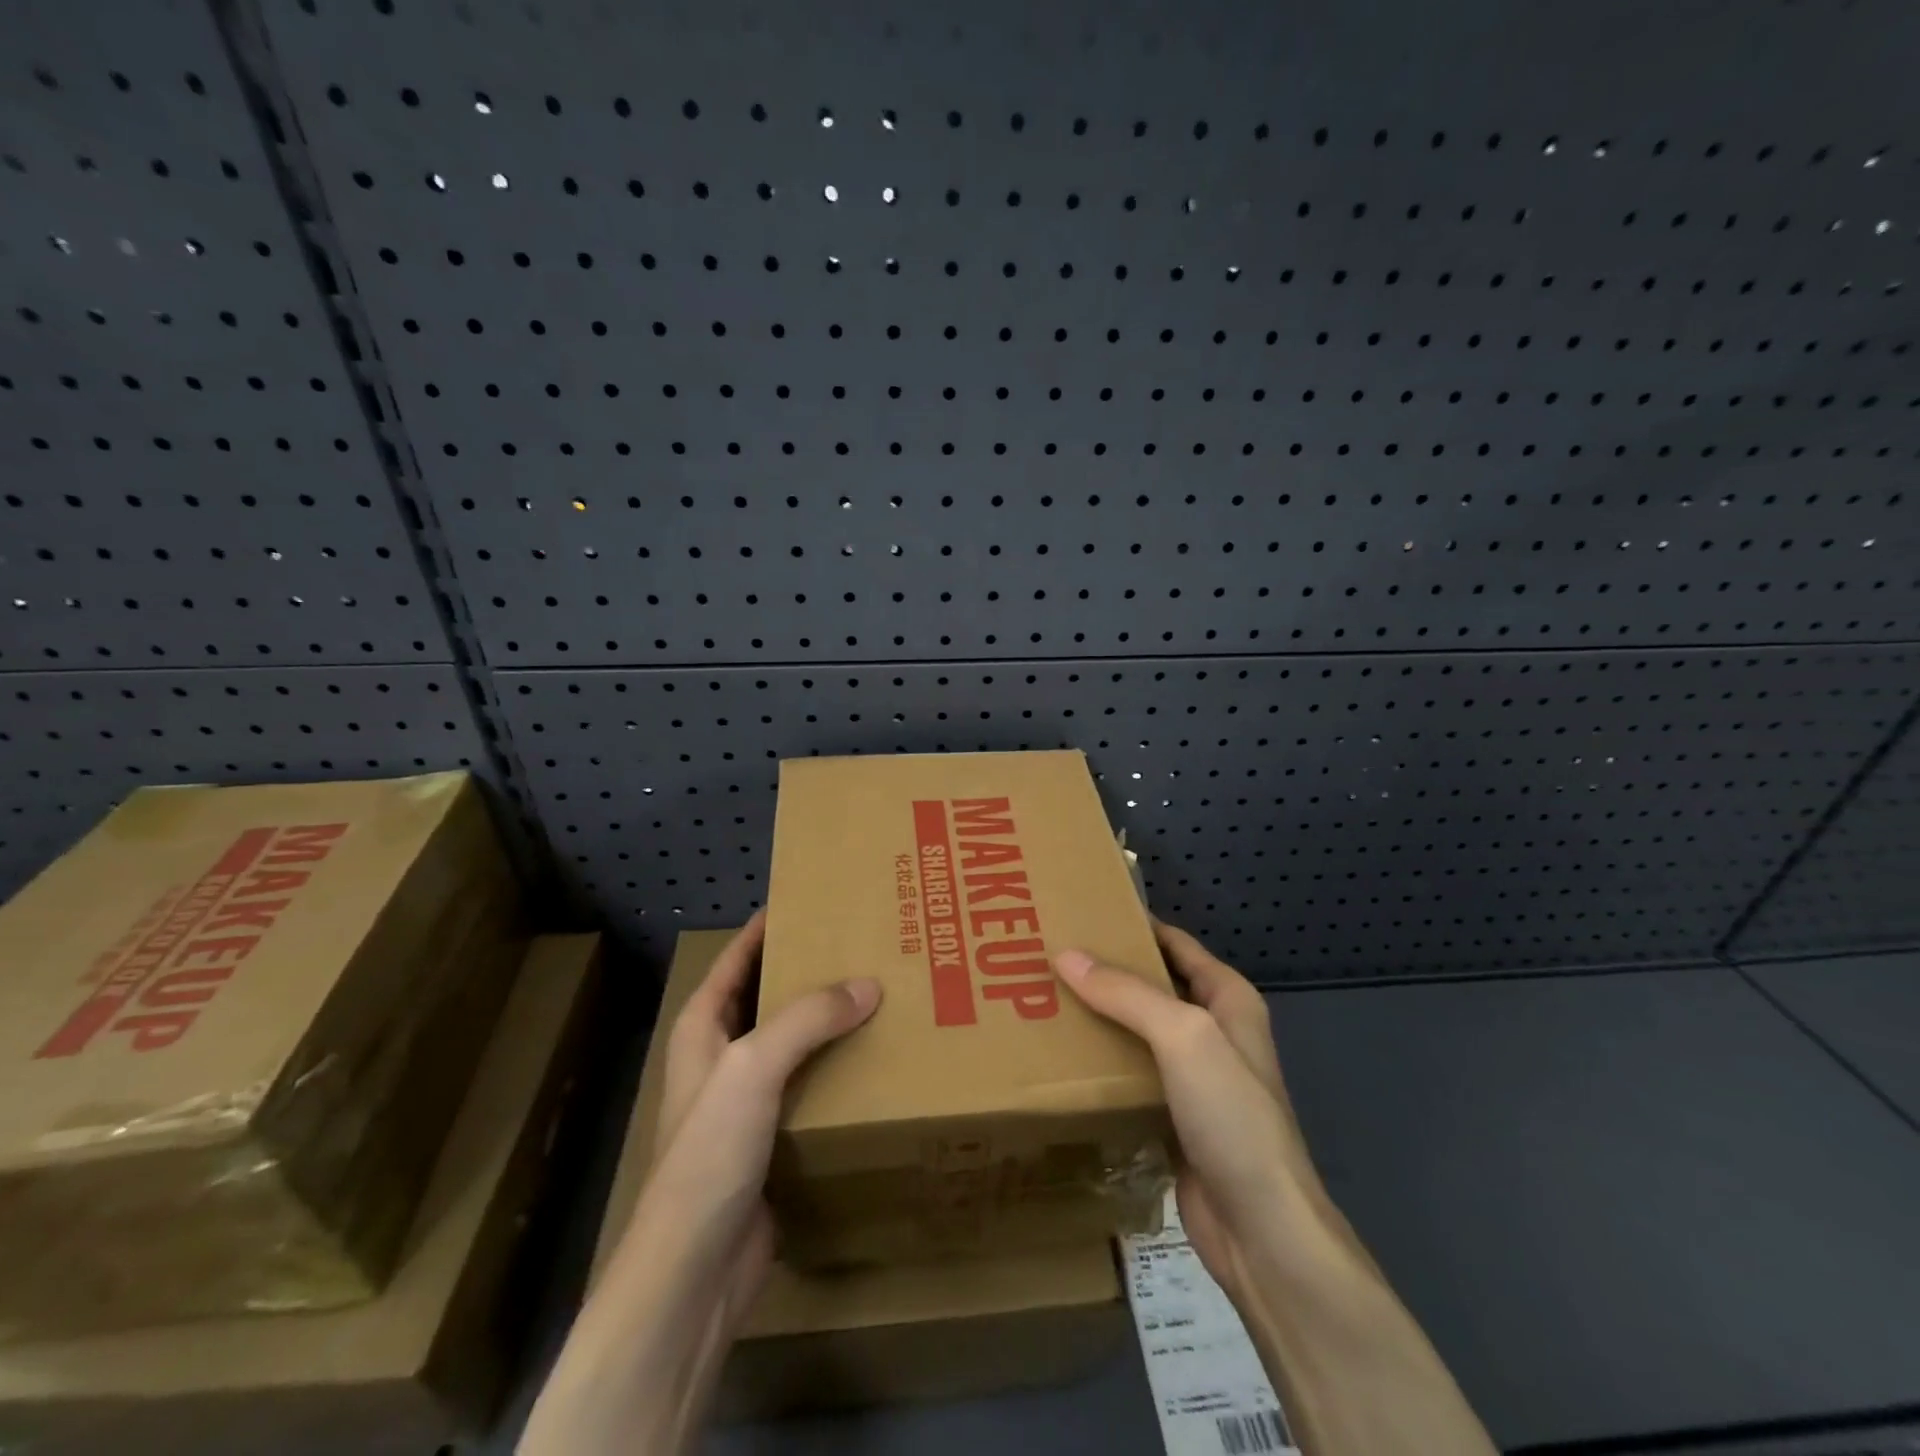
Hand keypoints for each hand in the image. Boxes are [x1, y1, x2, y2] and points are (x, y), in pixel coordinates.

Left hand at [645, 910, 880, 1322]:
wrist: (695, 1270)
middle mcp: (724, 1054)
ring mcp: (748, 1098)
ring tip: (884, 992)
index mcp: (704, 1026)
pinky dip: (840, 1067)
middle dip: (812, 969)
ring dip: (832, 1021)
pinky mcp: (774, 1136)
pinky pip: (812, 1085)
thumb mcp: (753, 1067)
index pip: (739, 957)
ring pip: (796, 1041)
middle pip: (771, 995)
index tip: (815, 897)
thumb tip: (869, 984)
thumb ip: (808, 1018)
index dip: (769, 925)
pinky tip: (878, 1058)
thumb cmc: (709, 1153)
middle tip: (866, 943)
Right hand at [1059, 923, 1494, 1455]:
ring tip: (1043, 999)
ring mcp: (1194, 1078)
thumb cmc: (1232, 1115)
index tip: (1080, 911)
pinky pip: (1131, 1076)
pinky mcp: (1173, 1117)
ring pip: (1137, 1032)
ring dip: (1099, 1018)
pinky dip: (1101, 1064)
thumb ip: (1126, 993)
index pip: (1174, 943)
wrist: (1260, 1228)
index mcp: (1227, 998)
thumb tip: (1065, 955)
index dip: (1133, 924)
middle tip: (1047, 954)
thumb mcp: (1183, 1036)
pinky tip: (1062, 1058)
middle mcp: (1211, 1030)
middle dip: (1106, 971)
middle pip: (1152, 986)